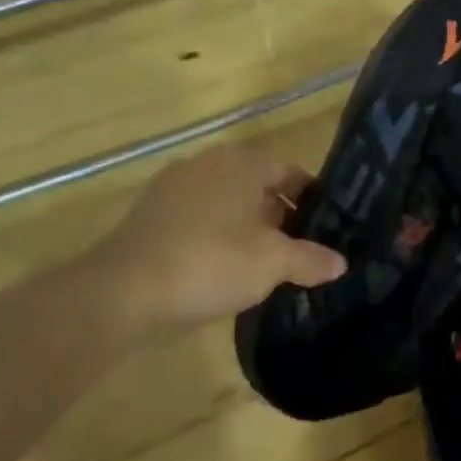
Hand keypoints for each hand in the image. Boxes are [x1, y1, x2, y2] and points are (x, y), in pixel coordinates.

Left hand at [84, 142, 346, 335]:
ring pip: (227, 205)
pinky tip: (227, 271)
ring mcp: (173, 190)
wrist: (120, 296)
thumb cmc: (211, 263)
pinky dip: (218, 239)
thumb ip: (312, 259)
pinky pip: (199, 221)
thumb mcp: (274, 263)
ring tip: (268, 265)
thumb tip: (340, 262)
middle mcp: (207, 165)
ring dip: (249, 229)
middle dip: (282, 216)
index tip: (327, 229)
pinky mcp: (150, 218)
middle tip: (302, 250)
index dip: (313, 200)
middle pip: (258, 187)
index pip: (290, 172)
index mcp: (241, 164)